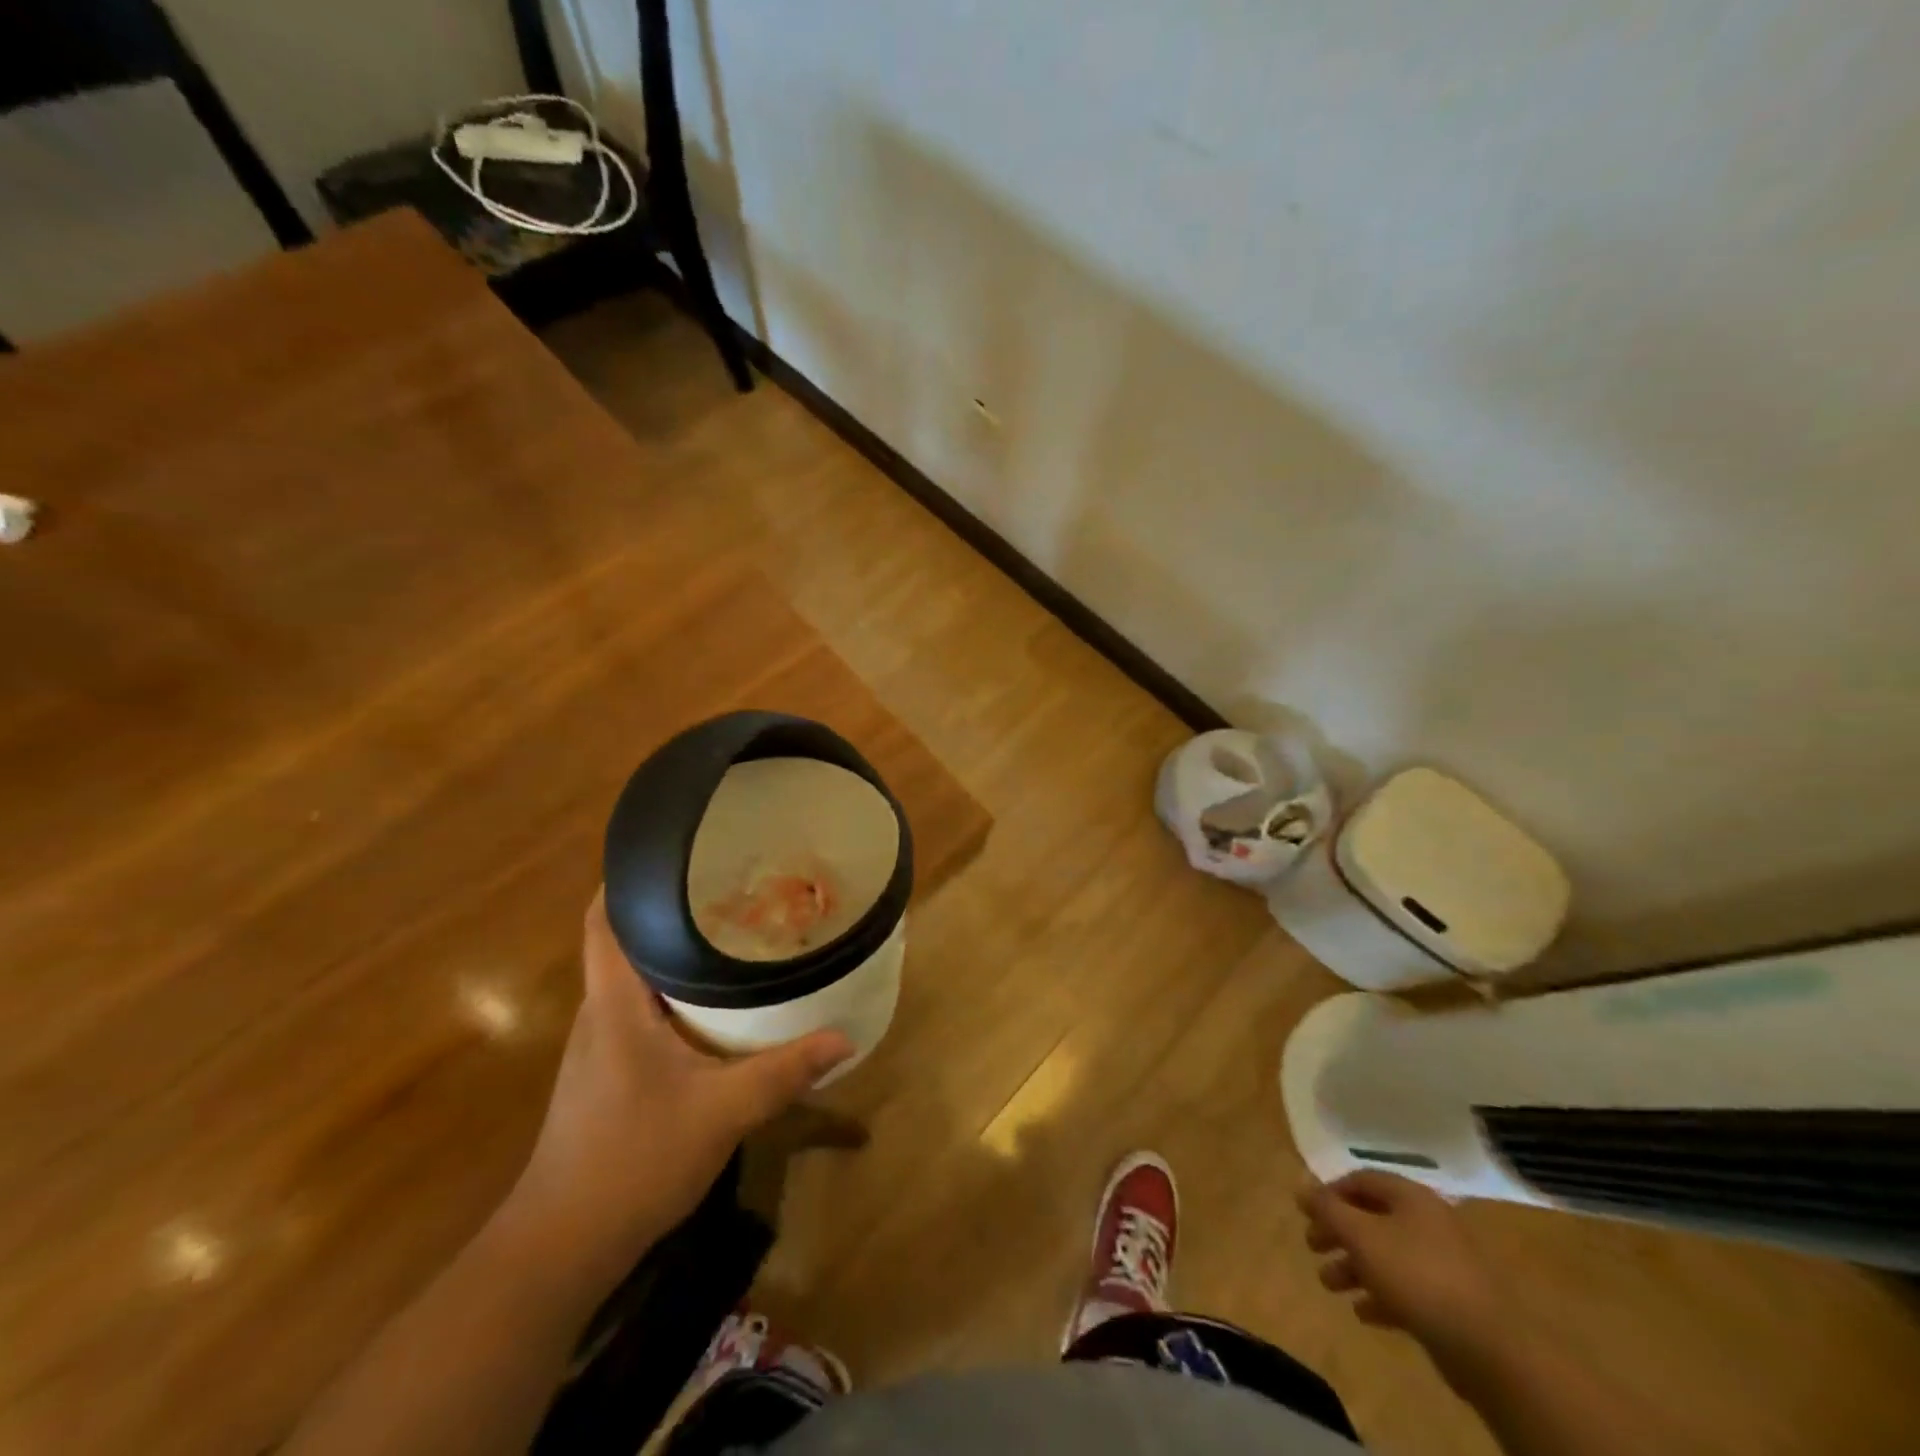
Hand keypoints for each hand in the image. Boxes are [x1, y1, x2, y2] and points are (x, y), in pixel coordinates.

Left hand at [504, 889, 853, 1279]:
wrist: (561, 1249)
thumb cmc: (632, 1161)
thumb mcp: (721, 1112)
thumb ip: (784, 1072)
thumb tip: (843, 1038)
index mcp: (615, 1004)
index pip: (603, 921)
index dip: (625, 879)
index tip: (673, 853)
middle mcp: (601, 1014)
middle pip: (625, 941)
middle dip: (671, 911)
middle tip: (729, 888)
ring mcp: (600, 1047)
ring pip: (635, 980)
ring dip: (674, 954)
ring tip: (730, 932)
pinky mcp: (608, 1074)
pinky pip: (641, 1012)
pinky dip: (674, 994)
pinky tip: (714, 1005)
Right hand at [1298, 1171, 1511, 1381]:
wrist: (1489, 1348)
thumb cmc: (1417, 1275)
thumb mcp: (1362, 1236)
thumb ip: (1328, 1209)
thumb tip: (1301, 1184)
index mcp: (1411, 1197)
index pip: (1362, 1179)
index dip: (1330, 1192)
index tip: (1307, 1213)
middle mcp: (1428, 1222)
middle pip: (1373, 1218)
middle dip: (1338, 1232)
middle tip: (1311, 1247)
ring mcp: (1444, 1263)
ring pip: (1387, 1255)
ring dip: (1354, 1266)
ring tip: (1329, 1284)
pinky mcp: (1452, 1302)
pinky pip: (1407, 1289)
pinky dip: (1381, 1295)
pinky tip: (1363, 1312)